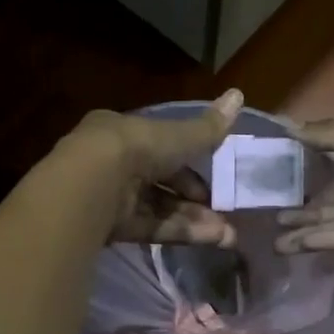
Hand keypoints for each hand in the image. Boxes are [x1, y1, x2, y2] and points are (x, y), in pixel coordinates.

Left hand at [67, 89, 244, 246]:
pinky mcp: (111, 227)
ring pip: (159, 208)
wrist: (94, 183)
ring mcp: (112, 197)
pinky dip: (179, 232)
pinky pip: (151, 228)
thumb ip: (208, 127)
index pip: (161, 147)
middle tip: (223, 211)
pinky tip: (210, 239)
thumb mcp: (178, 136)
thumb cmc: (137, 148)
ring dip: (193, 219)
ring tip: (227, 235)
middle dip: (195, 199)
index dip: (189, 162)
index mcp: (124, 133)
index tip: (215, 177)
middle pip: (161, 182)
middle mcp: (115, 163)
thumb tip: (238, 94)